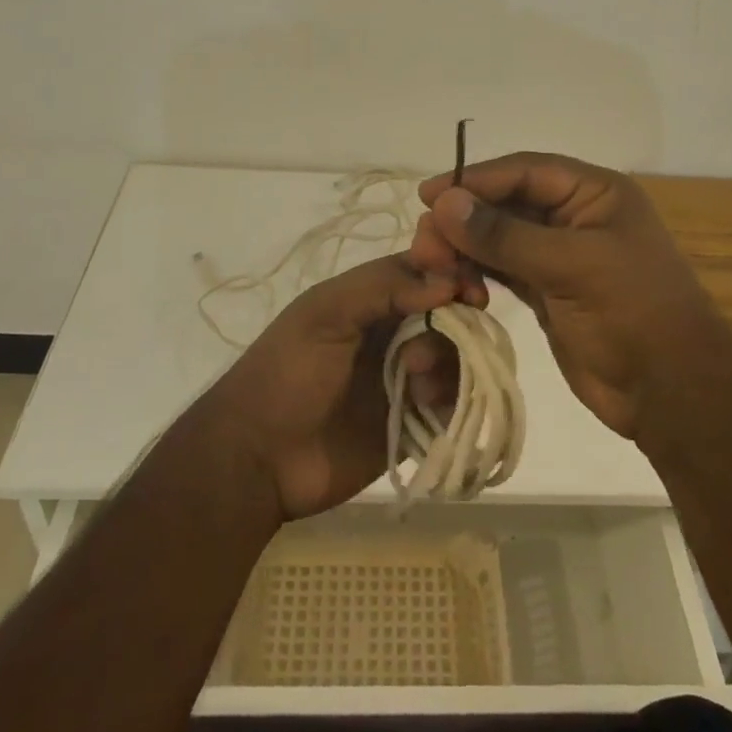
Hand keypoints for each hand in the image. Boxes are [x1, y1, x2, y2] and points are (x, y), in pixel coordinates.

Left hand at [201, 254, 457, 520]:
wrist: (260, 459)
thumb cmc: (287, 374)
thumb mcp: (324, 314)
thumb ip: (383, 287)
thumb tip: (448, 283)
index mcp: (371, 299)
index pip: (427, 271)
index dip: (454, 274)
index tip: (471, 292)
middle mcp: (395, 331)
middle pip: (450, 313)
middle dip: (455, 324)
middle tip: (434, 347)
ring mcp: (406, 377)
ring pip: (456, 356)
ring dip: (447, 364)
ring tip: (416, 385)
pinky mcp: (414, 420)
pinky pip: (453, 401)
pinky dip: (451, 398)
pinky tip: (423, 406)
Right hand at [409, 152, 726, 439]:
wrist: (671, 392)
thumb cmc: (632, 313)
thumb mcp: (571, 265)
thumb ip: (505, 235)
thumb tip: (445, 203)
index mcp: (594, 194)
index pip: (525, 171)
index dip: (475, 179)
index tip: (429, 196)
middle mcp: (575, 217)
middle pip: (506, 203)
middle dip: (465, 220)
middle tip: (426, 245)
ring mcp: (560, 255)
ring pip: (500, 238)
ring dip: (466, 249)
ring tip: (433, 268)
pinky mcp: (547, 291)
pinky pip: (503, 270)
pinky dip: (477, 274)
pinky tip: (456, 285)